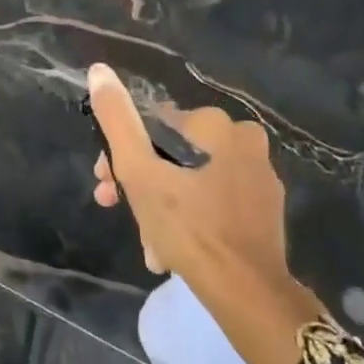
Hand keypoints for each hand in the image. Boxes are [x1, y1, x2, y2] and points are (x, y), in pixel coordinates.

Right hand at [86, 63, 287, 280]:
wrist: (246, 292)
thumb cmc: (187, 226)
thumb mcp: (138, 170)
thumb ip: (116, 119)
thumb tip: (99, 70)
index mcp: (215, 125)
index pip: (151, 126)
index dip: (120, 153)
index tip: (105, 183)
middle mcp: (243, 141)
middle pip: (170, 154)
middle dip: (139, 183)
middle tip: (118, 209)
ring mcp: (258, 177)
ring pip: (189, 180)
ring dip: (160, 206)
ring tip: (148, 243)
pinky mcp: (265, 209)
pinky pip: (213, 201)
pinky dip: (188, 218)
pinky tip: (172, 248)